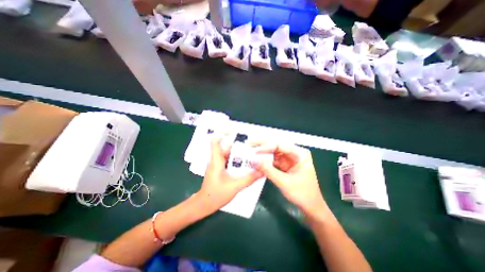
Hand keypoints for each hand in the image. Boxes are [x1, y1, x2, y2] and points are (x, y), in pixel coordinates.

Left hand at [194, 138, 261, 214]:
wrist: (204, 205)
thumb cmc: (216, 195)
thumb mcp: (235, 186)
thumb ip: (249, 179)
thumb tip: (262, 171)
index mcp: (217, 161)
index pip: (215, 143)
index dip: (222, 134)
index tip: (231, 130)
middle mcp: (216, 161)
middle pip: (225, 148)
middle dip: (237, 146)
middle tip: (250, 147)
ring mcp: (216, 165)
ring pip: (227, 155)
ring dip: (237, 154)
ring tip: (249, 154)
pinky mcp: (218, 170)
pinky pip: (227, 161)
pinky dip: (234, 161)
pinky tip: (243, 164)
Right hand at [254, 143, 324, 215]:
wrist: (311, 207)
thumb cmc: (303, 194)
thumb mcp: (284, 182)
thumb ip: (268, 170)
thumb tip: (253, 160)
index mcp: (300, 154)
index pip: (280, 145)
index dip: (266, 147)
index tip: (254, 151)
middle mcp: (294, 153)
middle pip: (276, 146)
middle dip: (262, 145)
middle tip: (249, 144)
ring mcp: (289, 159)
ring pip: (273, 152)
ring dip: (262, 153)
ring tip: (250, 152)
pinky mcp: (284, 165)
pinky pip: (273, 160)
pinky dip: (264, 161)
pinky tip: (256, 160)